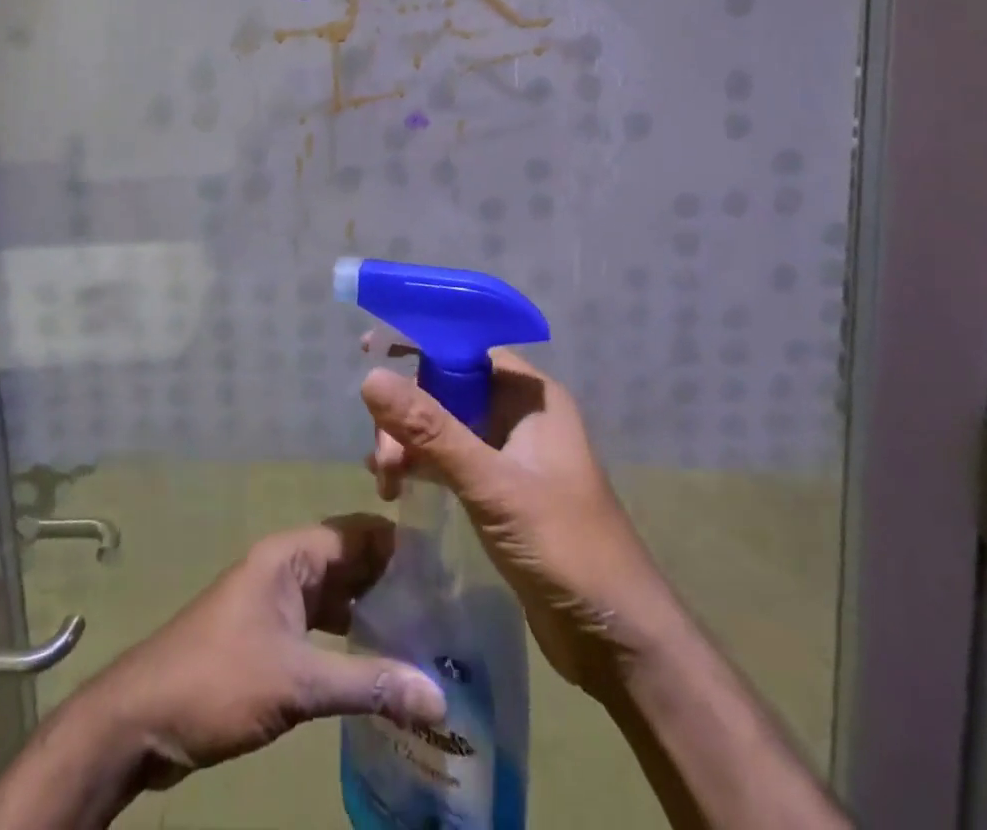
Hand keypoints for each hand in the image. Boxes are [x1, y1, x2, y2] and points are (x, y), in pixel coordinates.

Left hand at [77, 514, 446, 788]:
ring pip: (338, 596)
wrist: (142, 719)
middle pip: (351, 562)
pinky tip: (382, 665)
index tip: (449, 571)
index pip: (358, 532)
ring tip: (427, 638)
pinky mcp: (270, 636)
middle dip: (394, 583)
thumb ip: (369, 684)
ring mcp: (276, 602)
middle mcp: (286, 567)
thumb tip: (439, 695)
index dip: (401, 546)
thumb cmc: (219, 679)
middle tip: (448, 611)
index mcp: (290, 555)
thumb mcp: (297, 683)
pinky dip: (351, 638)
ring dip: (375, 612)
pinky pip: (322, 625)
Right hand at [362, 342, 681, 701]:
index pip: (466, 348)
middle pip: (448, 387)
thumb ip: (431, 431)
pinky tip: (392, 485)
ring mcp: (510, 453)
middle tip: (381, 457)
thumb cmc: (564, 547)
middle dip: (408, 412)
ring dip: (409, 442)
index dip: (418, 345)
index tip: (368, 352)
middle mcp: (519, 414)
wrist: (617, 641)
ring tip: (383, 480)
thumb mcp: (492, 485)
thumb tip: (369, 378)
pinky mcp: (500, 489)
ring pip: (444, 424)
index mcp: (530, 395)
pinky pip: (449, 458)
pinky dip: (420, 464)